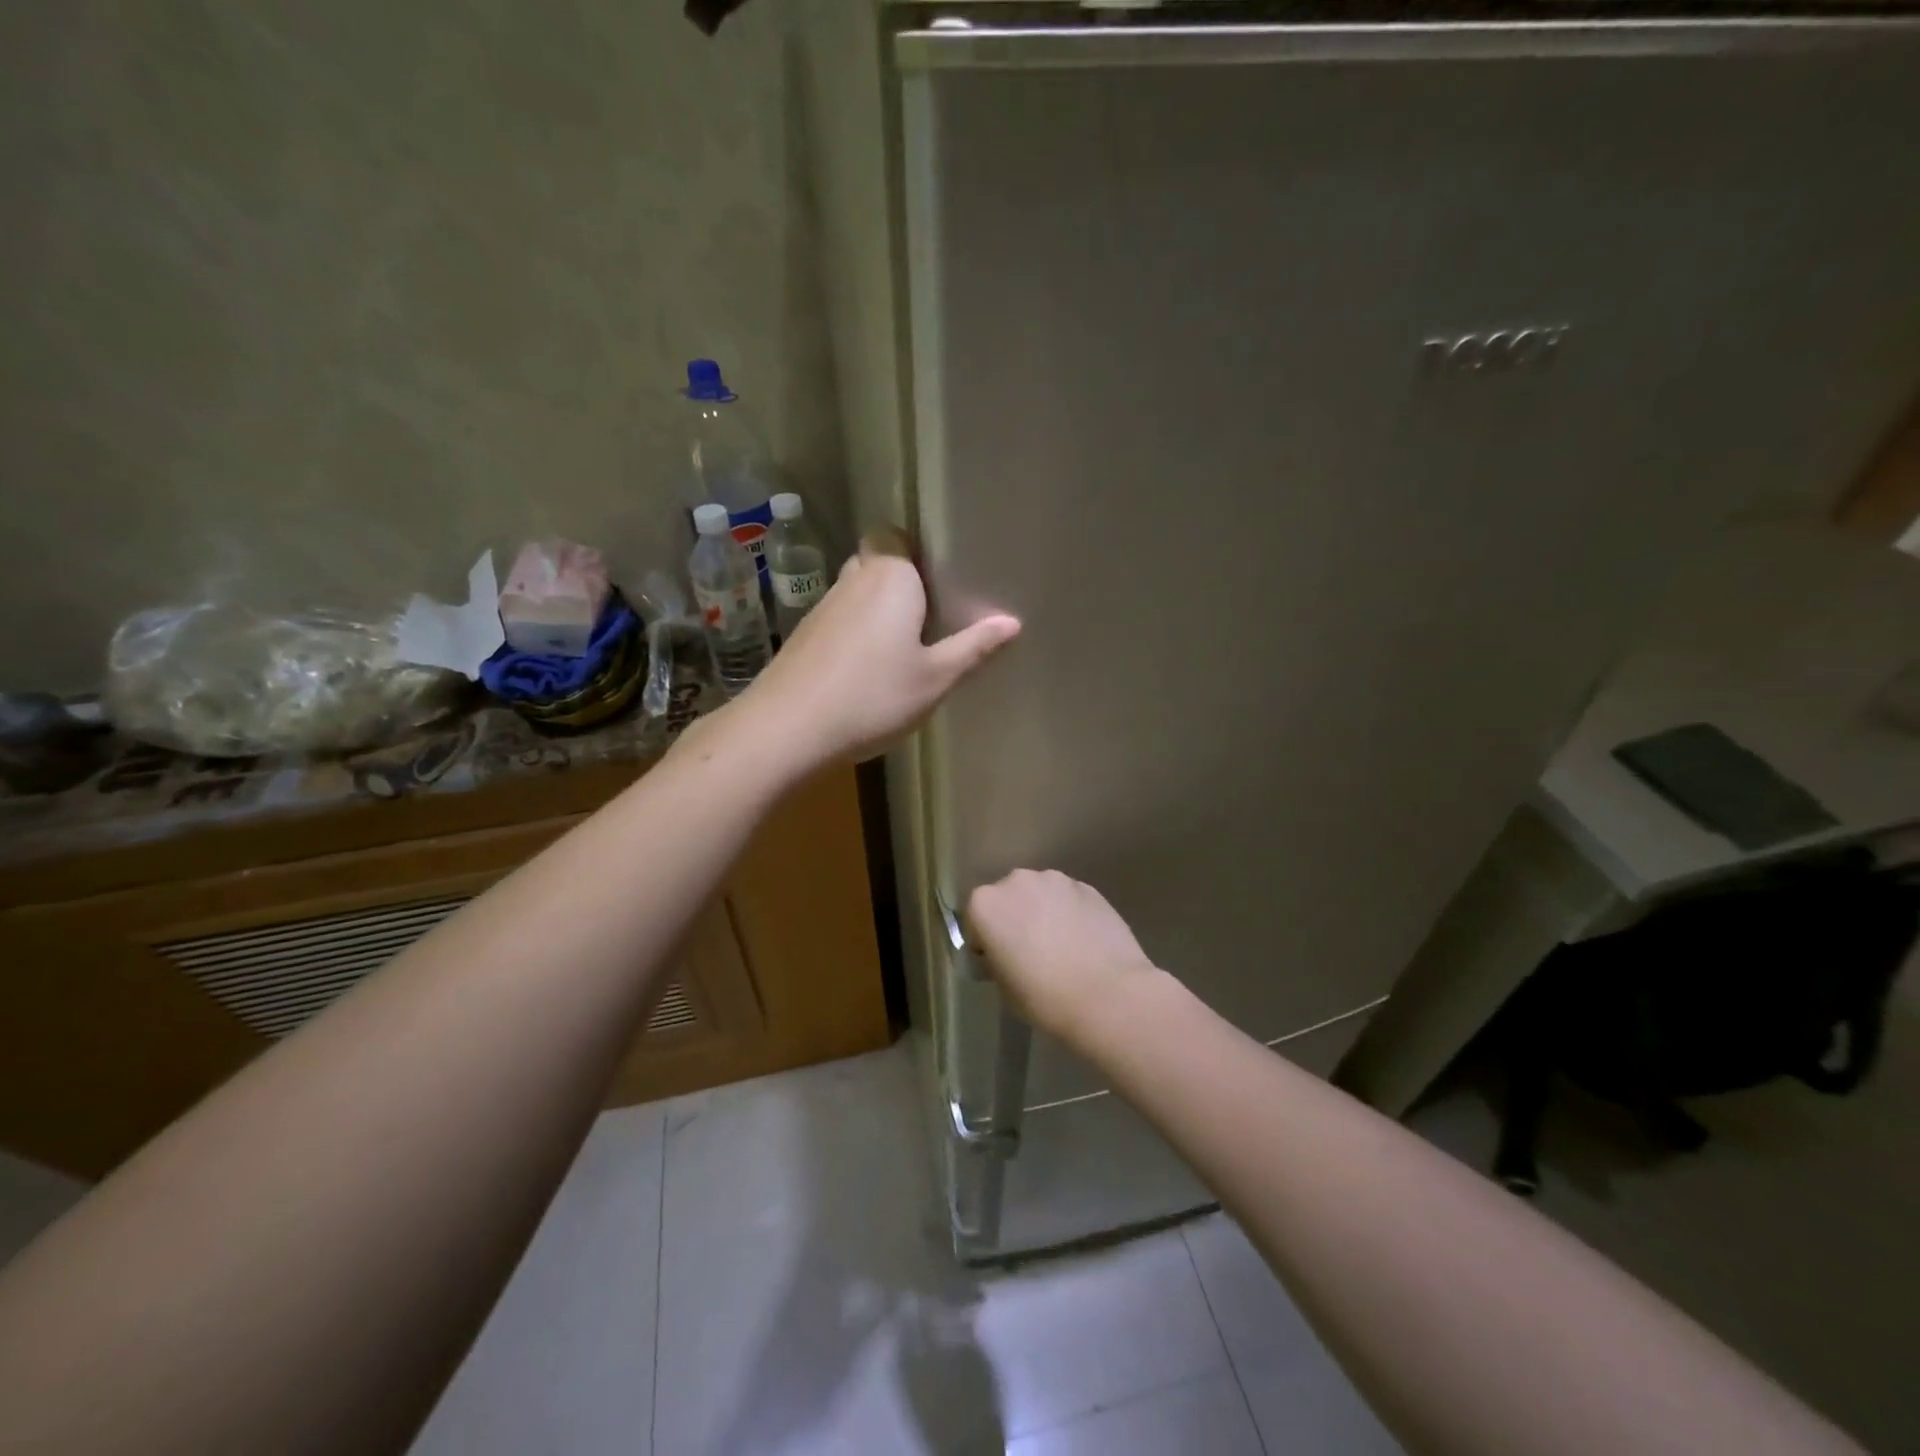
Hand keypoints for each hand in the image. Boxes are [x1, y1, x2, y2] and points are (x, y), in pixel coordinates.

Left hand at [742, 531, 1019, 768]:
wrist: (788, 729)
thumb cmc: (872, 697)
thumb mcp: (934, 679)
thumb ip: (973, 648)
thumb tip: (1012, 622)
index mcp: (890, 577)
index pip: (895, 535)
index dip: (915, 551)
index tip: (940, 579)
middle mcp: (853, 580)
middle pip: (877, 561)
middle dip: (901, 581)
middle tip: (932, 614)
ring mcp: (822, 608)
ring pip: (856, 592)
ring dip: (877, 609)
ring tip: (904, 644)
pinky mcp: (803, 636)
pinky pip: (839, 619)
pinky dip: (855, 632)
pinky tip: (868, 668)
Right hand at [966, 870, 1165, 1040]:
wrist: (1108, 995)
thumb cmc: (1044, 997)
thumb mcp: (1003, 986)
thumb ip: (996, 958)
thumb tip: (1006, 952)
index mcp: (986, 904)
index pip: (974, 920)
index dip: (985, 942)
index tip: (999, 963)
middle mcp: (1017, 881)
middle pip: (1008, 898)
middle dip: (1014, 919)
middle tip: (1030, 953)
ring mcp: (1056, 880)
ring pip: (1040, 894)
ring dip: (1043, 912)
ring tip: (1062, 946)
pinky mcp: (1088, 887)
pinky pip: (1068, 898)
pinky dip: (1070, 913)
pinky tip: (1084, 942)